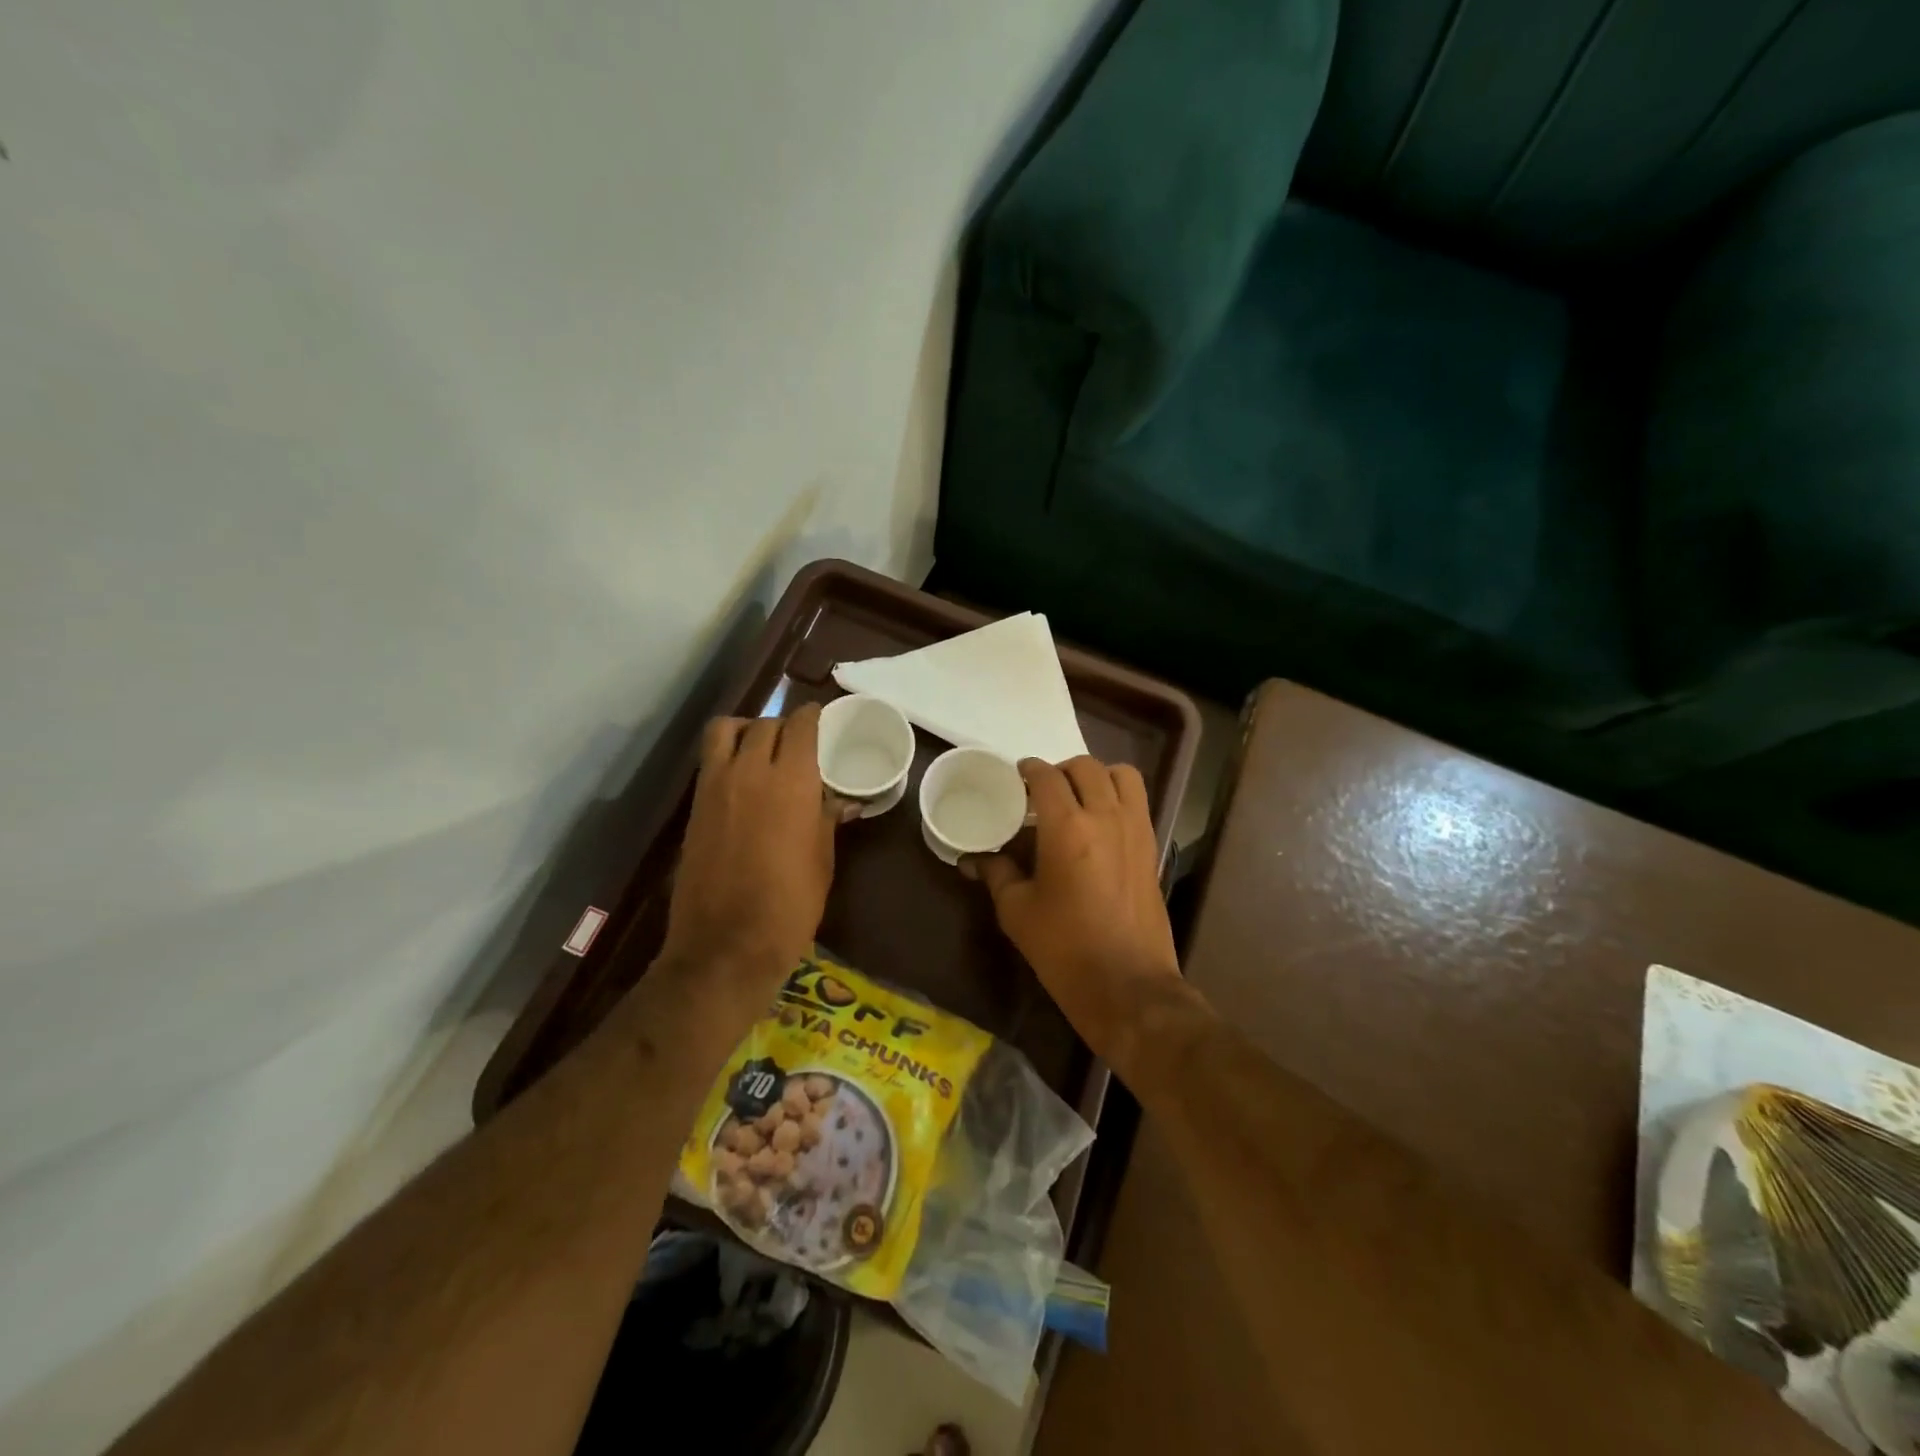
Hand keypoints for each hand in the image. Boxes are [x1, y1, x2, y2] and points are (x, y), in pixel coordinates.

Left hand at [659, 704, 837, 988]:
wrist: (727, 944)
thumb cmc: (790, 904)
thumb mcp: (821, 859)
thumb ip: (826, 820)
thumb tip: (838, 801)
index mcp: (792, 781)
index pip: (800, 725)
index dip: (811, 716)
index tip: (820, 719)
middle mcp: (751, 771)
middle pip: (765, 724)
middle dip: (784, 726)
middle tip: (797, 743)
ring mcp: (716, 786)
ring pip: (726, 730)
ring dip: (746, 729)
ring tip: (760, 747)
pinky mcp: (695, 806)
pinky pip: (709, 759)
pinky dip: (726, 754)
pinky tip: (741, 777)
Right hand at [969, 757, 1181, 1060]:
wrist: (1127, 985)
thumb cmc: (1064, 949)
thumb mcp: (1017, 911)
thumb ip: (996, 874)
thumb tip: (972, 860)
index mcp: (1067, 827)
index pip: (1047, 777)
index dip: (1029, 769)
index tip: (1017, 776)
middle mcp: (1105, 816)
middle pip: (1086, 767)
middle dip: (1061, 770)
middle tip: (1043, 790)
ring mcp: (1135, 829)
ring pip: (1121, 776)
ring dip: (1097, 776)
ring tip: (1078, 797)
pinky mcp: (1152, 847)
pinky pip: (1138, 801)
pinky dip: (1118, 795)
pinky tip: (1100, 822)